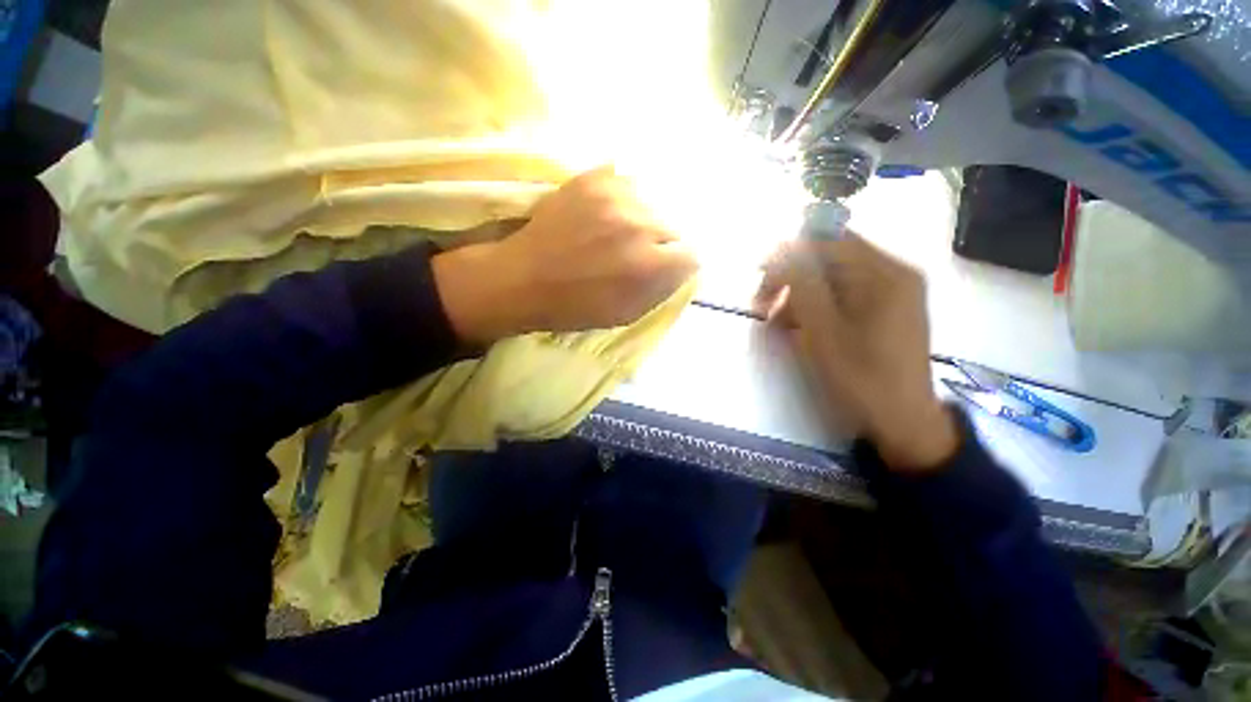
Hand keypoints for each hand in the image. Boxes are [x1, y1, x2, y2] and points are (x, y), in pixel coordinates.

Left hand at [432, 166, 697, 343]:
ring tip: (616, 234)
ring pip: (653, 205)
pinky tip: (604, 217)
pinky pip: (628, 185)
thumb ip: (662, 289)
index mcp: (649, 265)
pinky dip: (623, 202)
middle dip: (660, 244)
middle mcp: (640, 224)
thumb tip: (681, 268)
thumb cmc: (575, 306)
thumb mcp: (627, 313)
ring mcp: (616, 196)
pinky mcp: (595, 179)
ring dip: (642, 221)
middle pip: (673, 228)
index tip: (662, 270)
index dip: (677, 265)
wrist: (523, 278)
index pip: (692, 255)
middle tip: (635, 254)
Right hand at [755, 234, 957, 470]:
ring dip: (800, 296)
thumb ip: (802, 285)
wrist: (902, 419)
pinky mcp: (886, 307)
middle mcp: (893, 272)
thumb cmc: (862, 378)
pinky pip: (842, 293)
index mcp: (885, 273)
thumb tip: (780, 249)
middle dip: (792, 279)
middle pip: (830, 257)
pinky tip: (802, 328)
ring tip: (781, 325)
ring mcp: (893, 290)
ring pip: (832, 277)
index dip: (790, 252)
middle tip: (765, 306)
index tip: (761, 276)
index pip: (829, 240)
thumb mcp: (824, 331)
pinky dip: (816, 306)